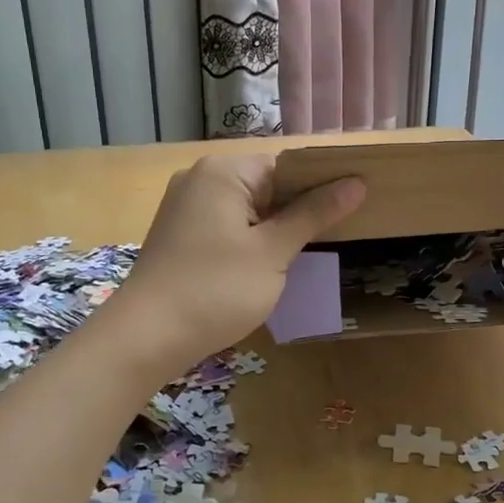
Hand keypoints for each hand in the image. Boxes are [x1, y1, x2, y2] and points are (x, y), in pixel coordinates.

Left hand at [99, 151, 364, 378]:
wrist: (146, 337)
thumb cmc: (216, 289)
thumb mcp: (273, 252)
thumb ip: (314, 214)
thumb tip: (356, 183)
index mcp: (223, 171)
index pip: (286, 166)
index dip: (320, 186)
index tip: (352, 211)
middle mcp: (199, 178)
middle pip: (266, 184)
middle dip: (298, 209)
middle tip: (335, 236)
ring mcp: (184, 207)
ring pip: (247, 208)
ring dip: (275, 229)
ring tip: (306, 254)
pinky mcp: (179, 235)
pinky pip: (226, 226)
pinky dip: (250, 240)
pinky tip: (266, 266)